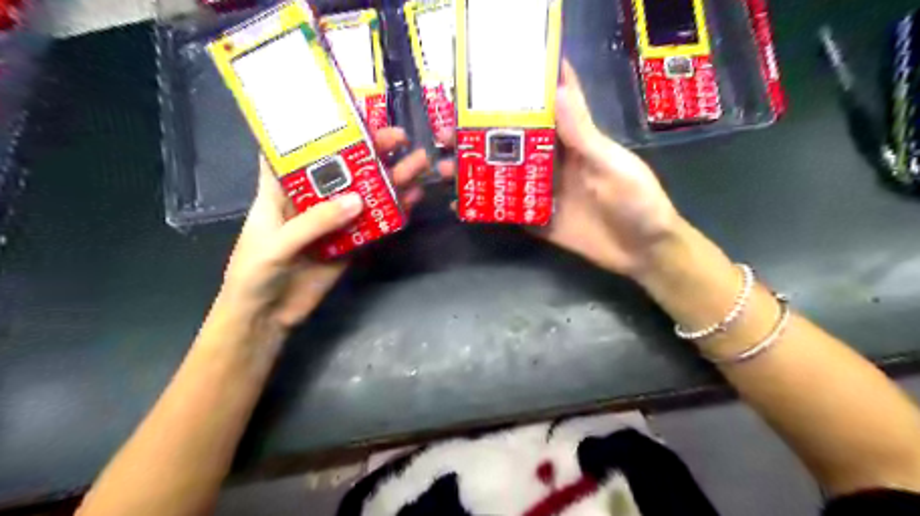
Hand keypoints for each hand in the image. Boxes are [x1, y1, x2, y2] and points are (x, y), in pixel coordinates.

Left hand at [218, 127, 428, 329]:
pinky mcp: (351, 243)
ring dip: (390, 180)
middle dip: (371, 151)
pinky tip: (412, 200)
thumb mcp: (276, 244)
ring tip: (418, 165)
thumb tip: (358, 200)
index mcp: (282, 189)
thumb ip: (314, 222)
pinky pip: (374, 225)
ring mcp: (334, 221)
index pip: (300, 148)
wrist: (268, 317)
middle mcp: (312, 199)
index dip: (322, 129)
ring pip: (365, 194)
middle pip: (344, 168)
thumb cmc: (254, 274)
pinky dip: (393, 212)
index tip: (351, 112)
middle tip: (400, 138)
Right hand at [437, 61, 680, 278]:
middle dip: (480, 137)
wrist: (642, 251)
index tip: (485, 83)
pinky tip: (460, 205)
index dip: (517, 95)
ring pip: (504, 176)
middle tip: (447, 133)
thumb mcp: (611, 164)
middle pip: (512, 145)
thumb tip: (555, 90)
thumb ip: (583, 134)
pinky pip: (508, 211)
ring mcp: (543, 193)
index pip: (543, 111)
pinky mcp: (539, 220)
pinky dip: (485, 207)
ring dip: (475, 171)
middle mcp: (552, 164)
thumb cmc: (636, 201)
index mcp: (572, 143)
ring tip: (446, 168)